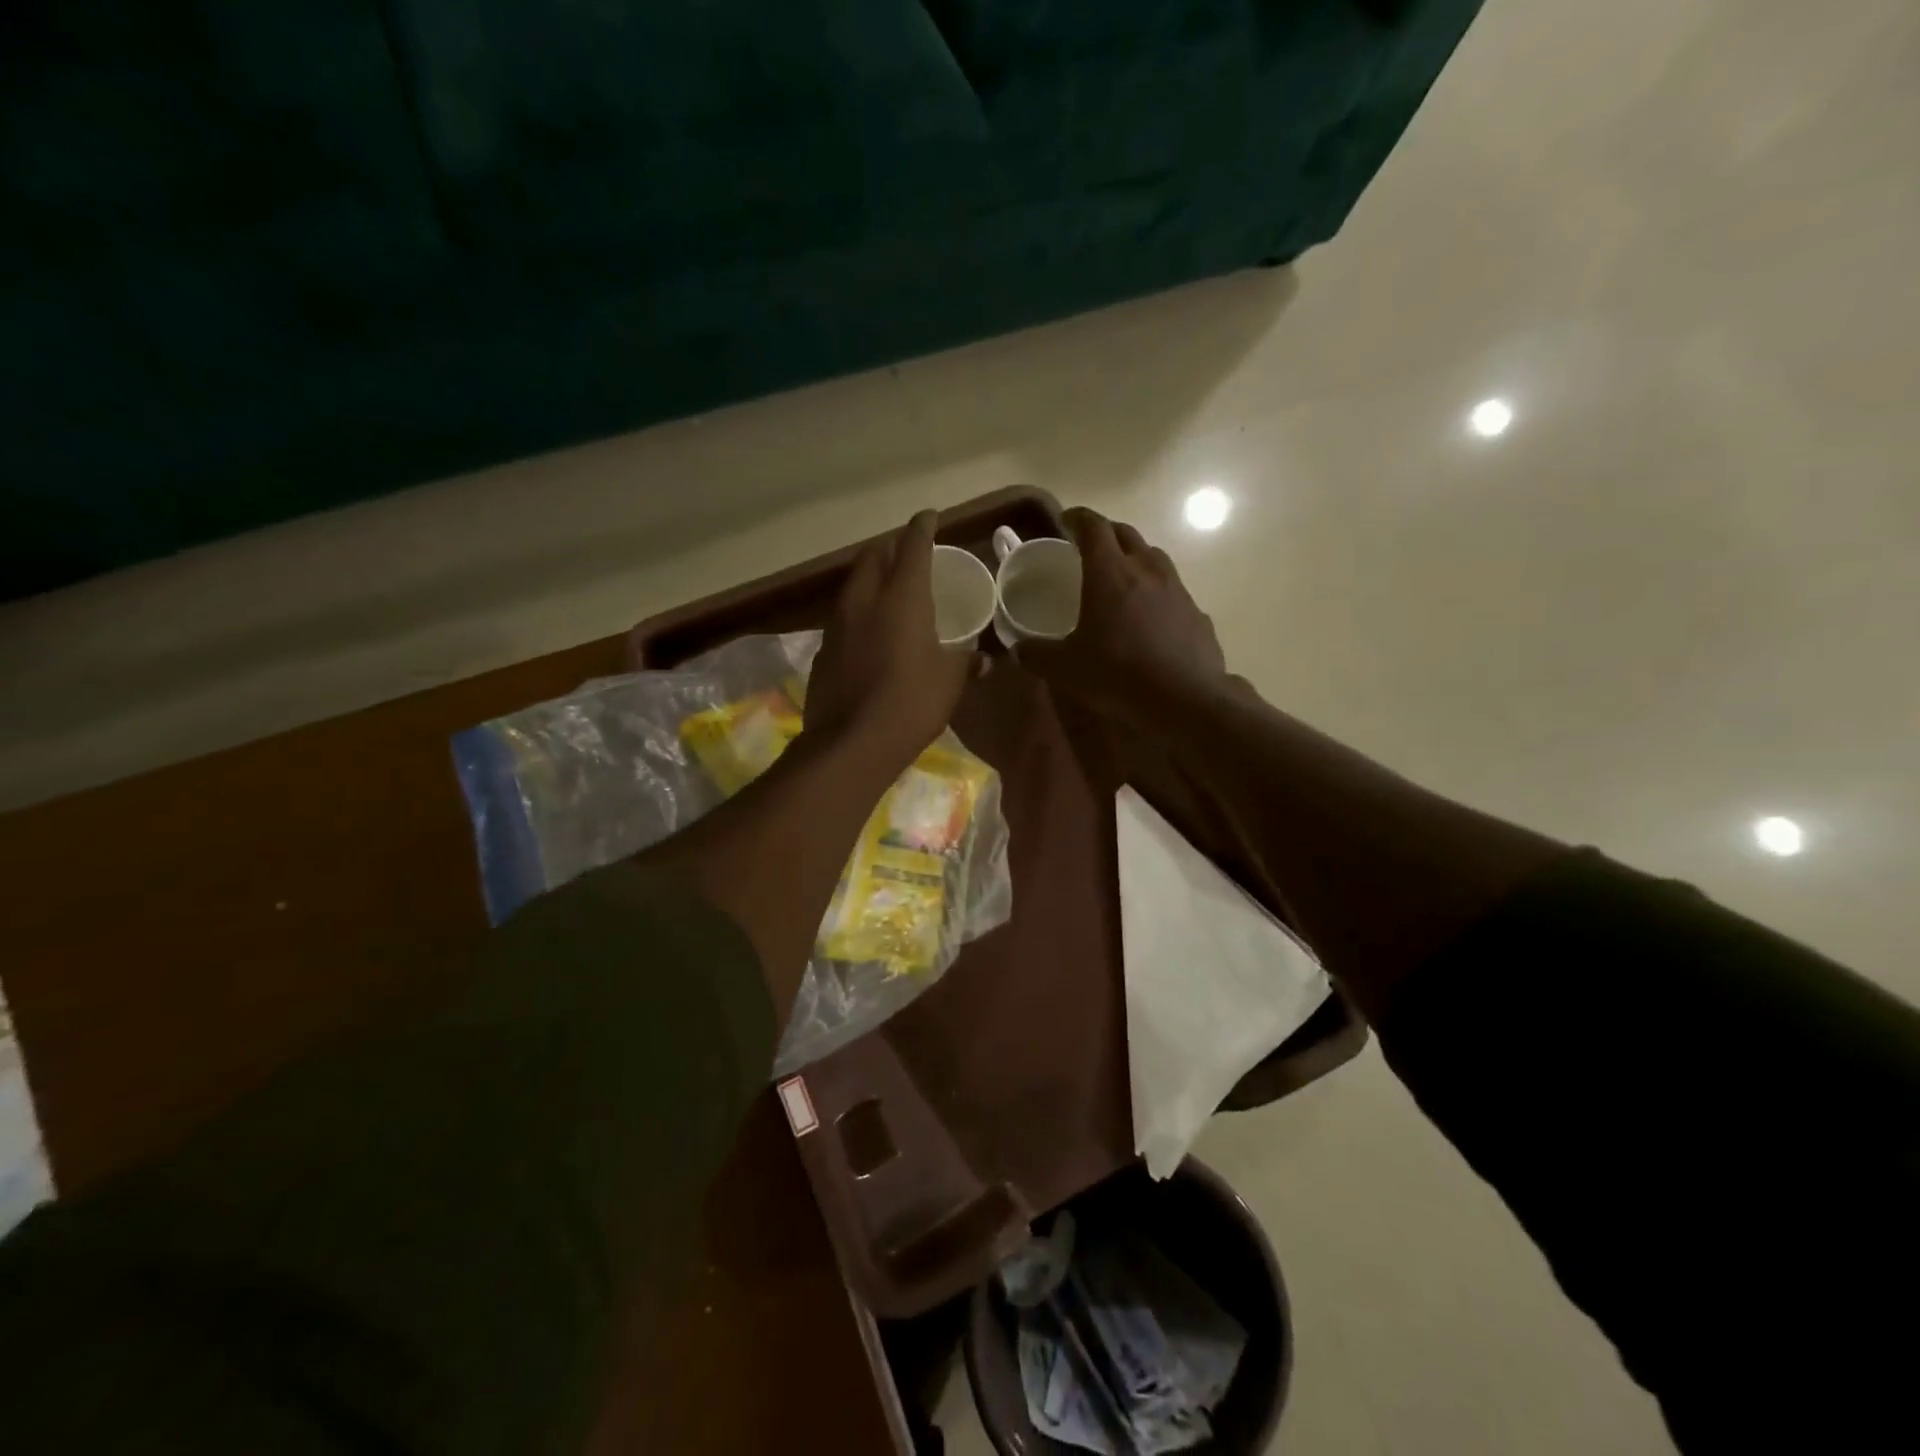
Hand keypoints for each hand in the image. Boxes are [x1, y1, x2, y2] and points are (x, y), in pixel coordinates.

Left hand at [806, 511, 977, 769]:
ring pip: (853, 585)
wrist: (851, 743)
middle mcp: (865, 600)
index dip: (922, 527)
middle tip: (906, 553)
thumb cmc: (911, 703)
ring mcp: (838, 624)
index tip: (929, 516)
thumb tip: (985, 660)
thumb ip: (965, 662)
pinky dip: (858, 612)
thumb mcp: (949, 682)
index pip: (913, 547)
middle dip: (890, 548)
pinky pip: (842, 617)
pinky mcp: (823, 651)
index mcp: (902, 598)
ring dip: (870, 578)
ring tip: (886, 588)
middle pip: (874, 557)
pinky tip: (867, 631)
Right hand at [1018, 508, 1229, 728]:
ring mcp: (1176, 588)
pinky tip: (1149, 616)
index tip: (1065, 521)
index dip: (1077, 518)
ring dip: (1134, 557)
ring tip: (1120, 576)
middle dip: (1105, 533)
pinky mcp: (1196, 611)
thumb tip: (1019, 650)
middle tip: (1088, 547)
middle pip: (1125, 533)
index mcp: (1110, 573)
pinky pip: (1172, 588)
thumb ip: (1037, 654)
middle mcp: (1146, 569)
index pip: (1093, 527)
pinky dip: (1156, 590)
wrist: (1185, 698)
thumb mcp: (1065, 669)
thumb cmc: (1119, 673)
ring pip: (1153, 556)